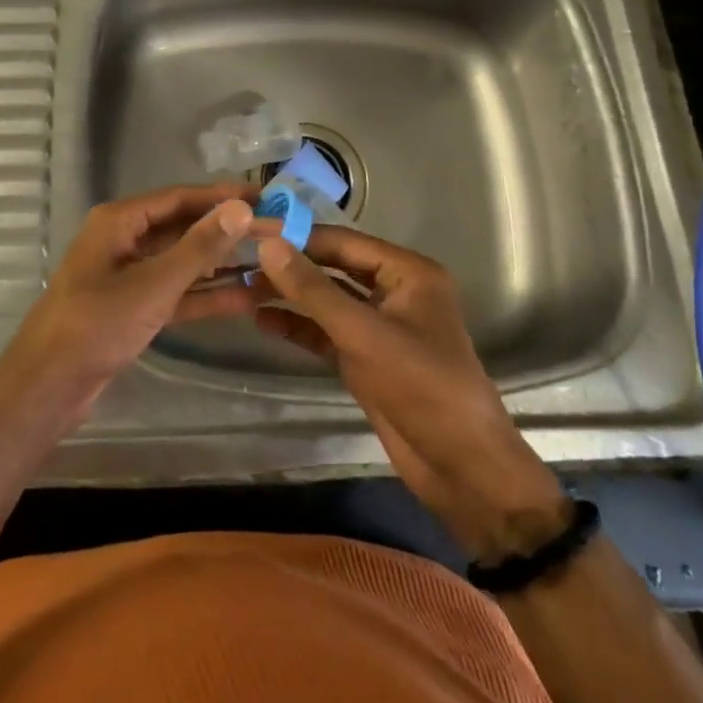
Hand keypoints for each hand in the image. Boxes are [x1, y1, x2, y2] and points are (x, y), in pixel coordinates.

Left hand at [0, 184, 265, 425]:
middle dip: (226, 231)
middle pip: (183, 227)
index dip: (222, 195)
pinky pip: (176, 292)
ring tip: (269, 260)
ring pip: (182, 261)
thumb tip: (241, 208)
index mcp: (120, 221)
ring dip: (221, 263)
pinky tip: (246, 298)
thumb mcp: (154, 285)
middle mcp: (124, 239)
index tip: (264, 196)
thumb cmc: (96, 325)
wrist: (48, 387)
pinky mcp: (133, 307)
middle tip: (275, 229)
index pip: (180, 197)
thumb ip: (199, 247)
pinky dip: (206, 295)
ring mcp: (128, 275)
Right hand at [255, 228, 570, 560]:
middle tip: (240, 261)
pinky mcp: (366, 358)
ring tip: (241, 290)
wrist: (462, 470)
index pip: (342, 241)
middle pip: (332, 267)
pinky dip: (298, 326)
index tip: (251, 232)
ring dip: (289, 296)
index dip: (297, 235)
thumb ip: (313, 289)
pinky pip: (326, 332)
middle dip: (289, 267)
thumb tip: (267, 245)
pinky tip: (262, 321)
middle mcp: (393, 291)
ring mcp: (378, 326)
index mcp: (407, 272)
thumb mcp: (363, 333)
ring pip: (326, 300)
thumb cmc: (422, 387)